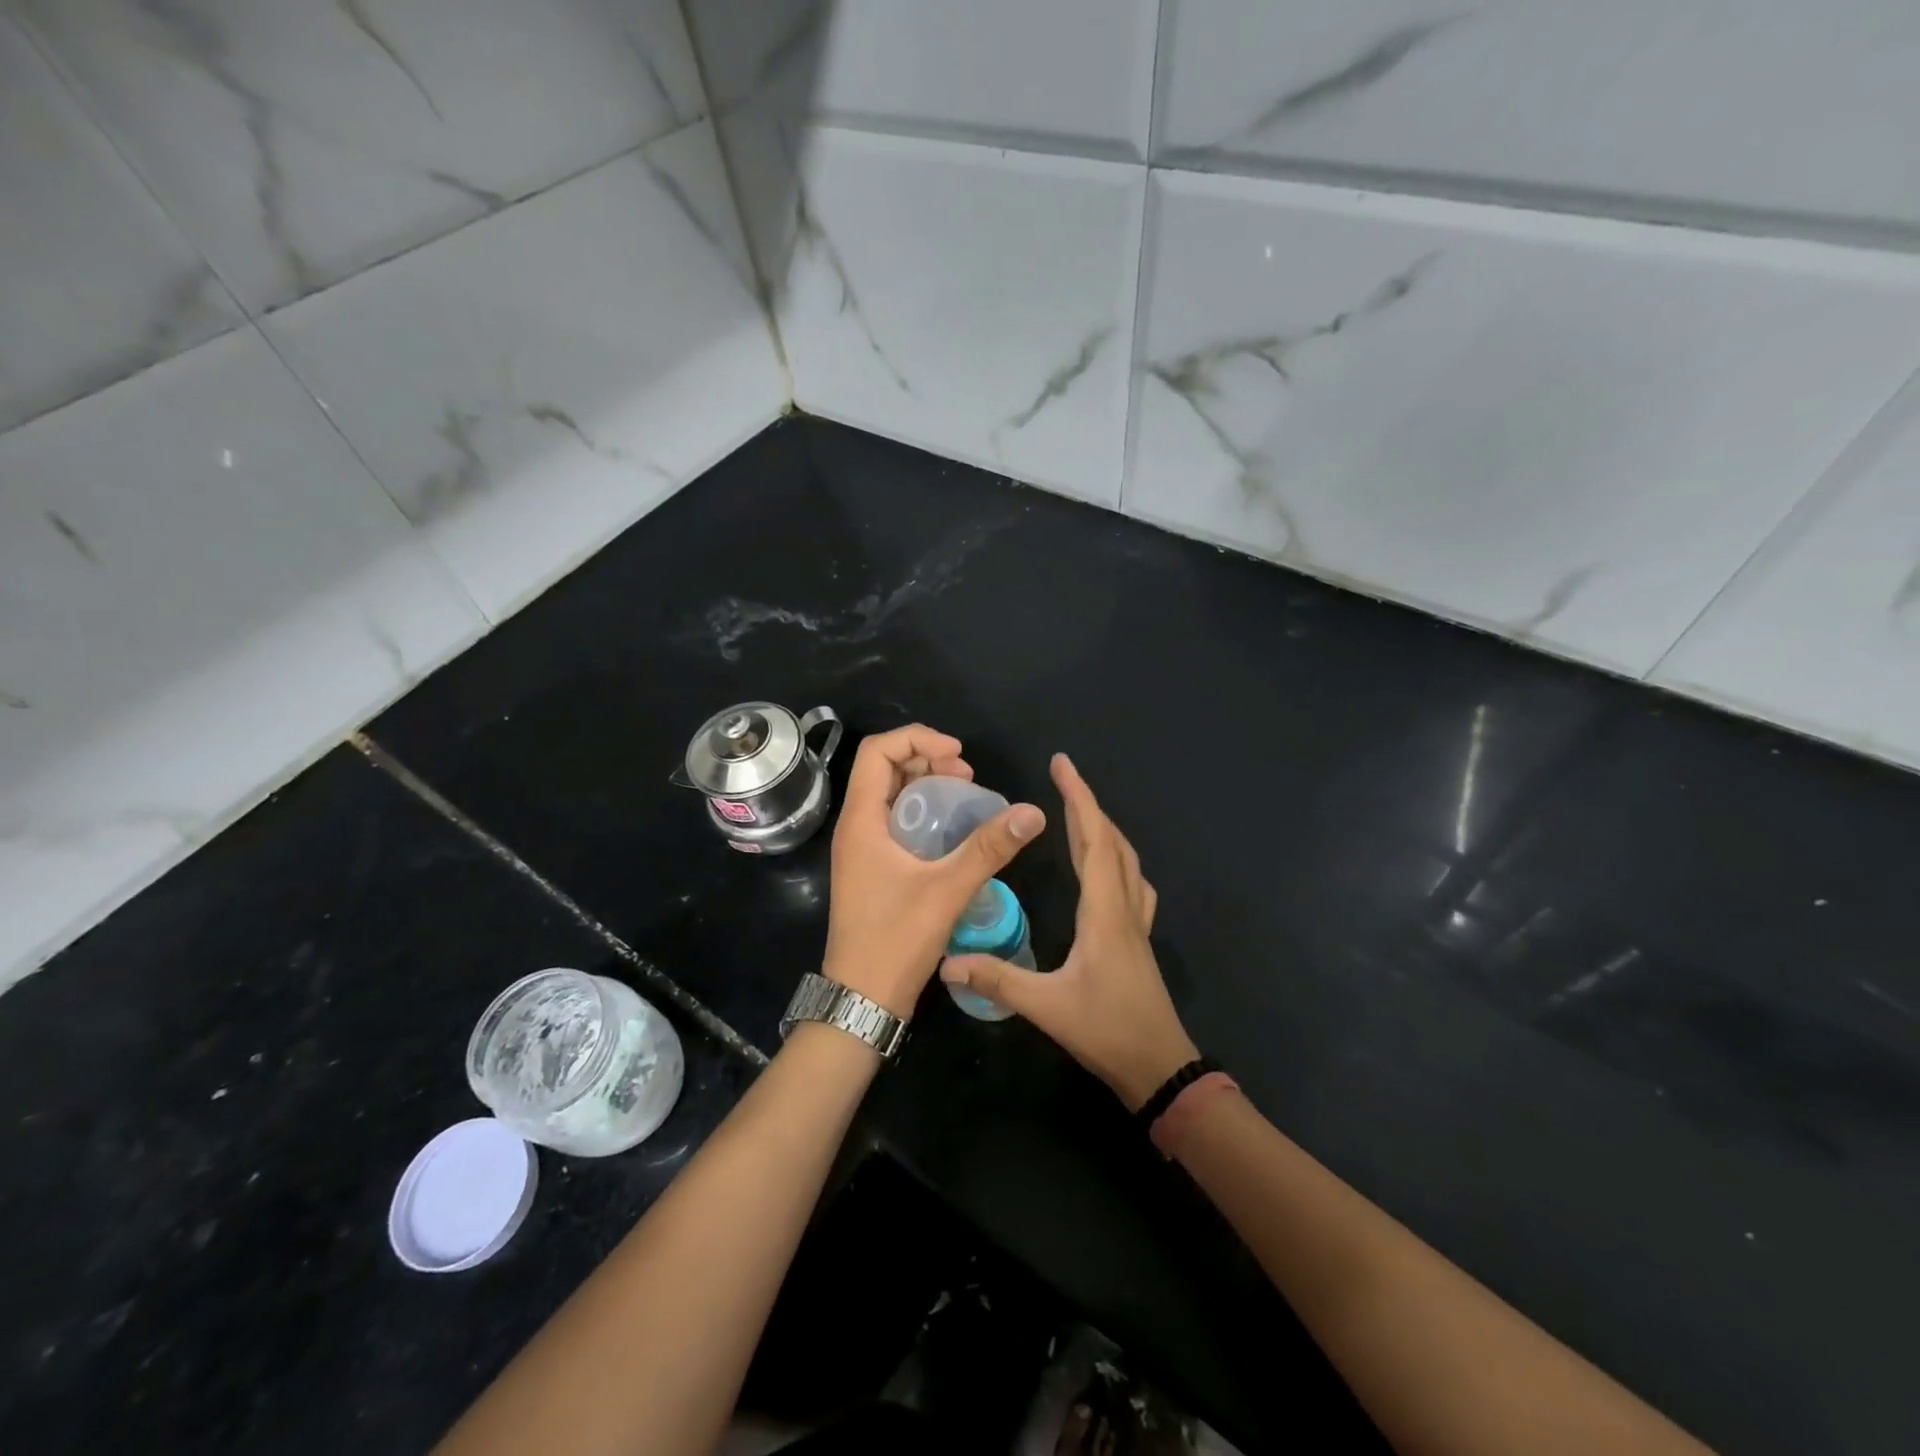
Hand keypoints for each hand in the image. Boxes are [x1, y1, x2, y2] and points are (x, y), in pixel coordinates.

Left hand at [822, 724, 1045, 1018]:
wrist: (862, 999)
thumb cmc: (896, 940)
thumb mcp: (948, 889)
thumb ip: (989, 848)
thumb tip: (1032, 812)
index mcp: (861, 820)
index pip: (877, 751)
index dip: (918, 739)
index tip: (958, 754)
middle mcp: (855, 827)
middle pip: (883, 768)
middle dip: (926, 758)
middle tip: (967, 775)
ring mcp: (861, 849)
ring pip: (889, 795)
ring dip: (925, 784)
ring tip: (965, 794)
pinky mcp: (870, 868)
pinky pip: (893, 821)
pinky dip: (922, 811)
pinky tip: (952, 829)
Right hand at [941, 754, 1197, 1108]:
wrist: (1160, 1068)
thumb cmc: (1107, 1031)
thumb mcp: (1047, 1007)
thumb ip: (998, 980)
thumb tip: (947, 963)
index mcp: (1105, 911)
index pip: (1094, 840)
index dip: (1079, 799)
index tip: (1063, 765)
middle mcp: (1124, 907)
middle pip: (1111, 842)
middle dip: (1088, 805)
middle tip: (1062, 778)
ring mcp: (1136, 923)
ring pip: (1125, 860)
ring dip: (1103, 829)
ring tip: (1078, 814)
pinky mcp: (1137, 939)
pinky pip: (1130, 882)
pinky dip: (1115, 858)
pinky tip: (1105, 868)